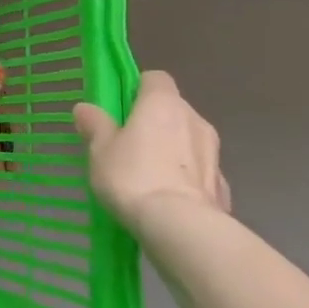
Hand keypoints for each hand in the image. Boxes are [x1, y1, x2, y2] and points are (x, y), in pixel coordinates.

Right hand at [73, 71, 229, 235]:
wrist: (181, 228)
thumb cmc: (133, 176)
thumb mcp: (100, 149)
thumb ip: (95, 125)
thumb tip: (85, 108)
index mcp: (163, 104)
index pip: (155, 78)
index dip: (137, 88)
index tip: (120, 108)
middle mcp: (195, 120)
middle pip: (173, 110)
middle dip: (154, 122)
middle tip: (127, 145)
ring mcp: (214, 155)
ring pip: (188, 142)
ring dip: (172, 151)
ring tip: (147, 177)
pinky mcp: (223, 187)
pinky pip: (199, 174)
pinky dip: (186, 180)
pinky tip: (168, 200)